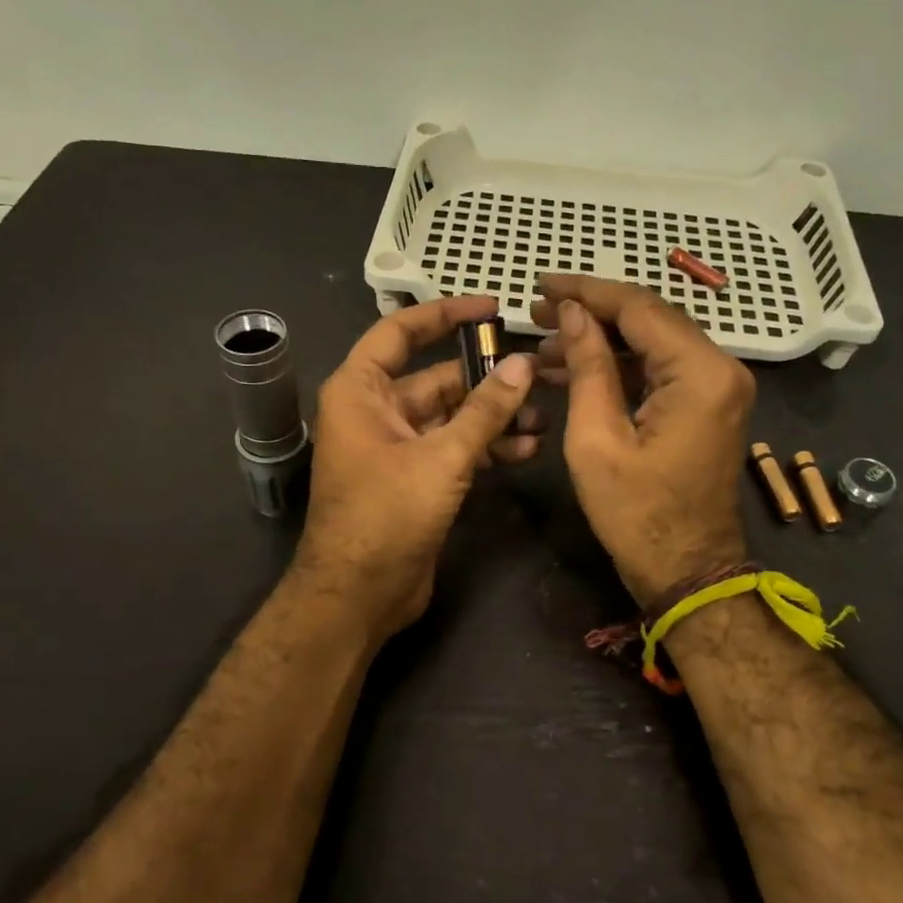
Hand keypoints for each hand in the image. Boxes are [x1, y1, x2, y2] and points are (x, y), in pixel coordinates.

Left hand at [296, 295, 541, 637]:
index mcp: (361, 391)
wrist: (359, 595)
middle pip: (436, 378)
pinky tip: (525, 449)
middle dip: (486, 378)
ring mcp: (396, 448)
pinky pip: (453, 449)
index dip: (445, 314)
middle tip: (539, 373)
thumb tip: (522, 364)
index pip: (400, 332)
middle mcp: (375, 412)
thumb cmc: (387, 515)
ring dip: (493, 417)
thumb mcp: (441, 457)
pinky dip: (485, 447)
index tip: (491, 308)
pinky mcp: (415, 480)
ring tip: (542, 417)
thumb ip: (485, 410)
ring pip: (451, 417)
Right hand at [531, 275, 754, 605]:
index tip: (540, 285)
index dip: (585, 292)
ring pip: (652, 343)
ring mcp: (718, 387)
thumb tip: (573, 314)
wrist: (687, 570)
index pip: (638, 308)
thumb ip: (587, 368)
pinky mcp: (707, 405)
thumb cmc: (636, 515)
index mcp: (700, 373)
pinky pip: (660, 370)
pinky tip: (574, 370)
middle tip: (535, 313)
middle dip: (590, 314)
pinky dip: (619, 367)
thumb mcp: (596, 441)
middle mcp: (720, 368)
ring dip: (600, 342)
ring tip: (544, 346)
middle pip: (649, 319)